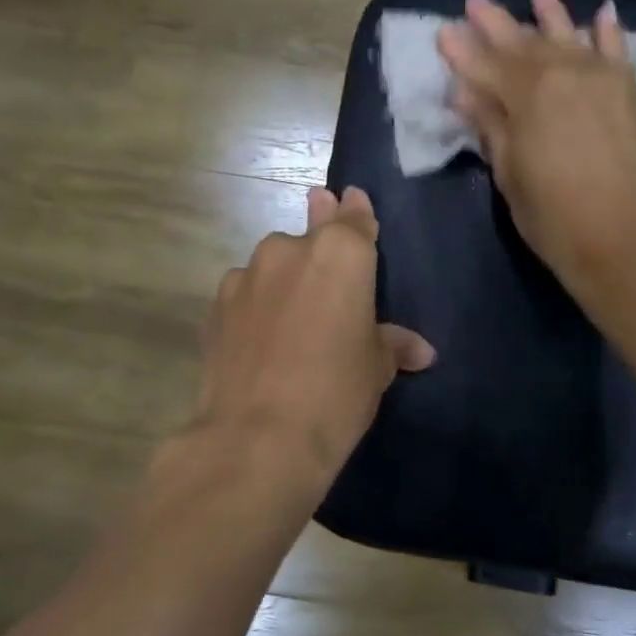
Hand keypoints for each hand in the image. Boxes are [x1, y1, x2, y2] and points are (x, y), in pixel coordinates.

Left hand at [193, 186, 434, 492]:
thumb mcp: (376, 368)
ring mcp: (247, 275)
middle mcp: (290, 250)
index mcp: (341, 254)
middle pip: (311, 237)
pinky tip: (261, 334)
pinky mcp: (215, 305)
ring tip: (293, 315)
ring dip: (285, 278)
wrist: (258, 437)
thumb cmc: (336, 393)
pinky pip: (245, 293)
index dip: (356, 212)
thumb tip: (421, 351)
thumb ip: (392, 344)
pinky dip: (256, 304)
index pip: (354, 220)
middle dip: (319, 236)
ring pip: (273, 265)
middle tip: (323, 239)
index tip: (351, 198)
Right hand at [438, 0, 635, 306]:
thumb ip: (491, 128)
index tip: (443, 32)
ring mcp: (603, 79)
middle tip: (475, 0)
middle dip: (497, 23)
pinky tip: (601, 13)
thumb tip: (466, 94)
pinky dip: (608, 31)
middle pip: (524, 43)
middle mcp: (566, 74)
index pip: (486, 66)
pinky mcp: (631, 93)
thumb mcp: (511, 176)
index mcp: (529, 96)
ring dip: (551, 15)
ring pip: (570, 37)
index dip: (462, 51)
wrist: (629, 241)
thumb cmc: (556, 219)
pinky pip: (618, 51)